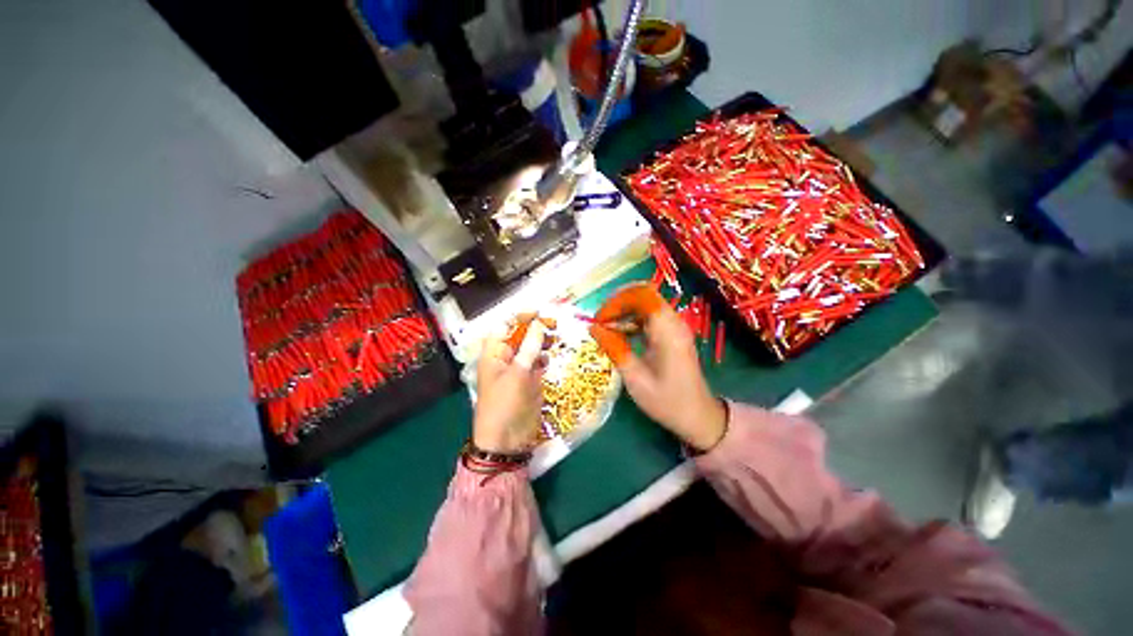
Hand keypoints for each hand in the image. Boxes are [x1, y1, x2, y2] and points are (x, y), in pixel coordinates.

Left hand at [473, 319, 546, 452]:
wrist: (507, 440)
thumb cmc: (505, 403)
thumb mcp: (518, 373)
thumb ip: (529, 347)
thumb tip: (538, 323)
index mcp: (494, 353)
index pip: (505, 326)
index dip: (520, 317)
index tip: (539, 312)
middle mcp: (505, 357)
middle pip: (520, 335)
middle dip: (535, 327)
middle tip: (554, 324)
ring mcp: (518, 369)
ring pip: (530, 348)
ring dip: (542, 341)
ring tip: (555, 337)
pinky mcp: (529, 380)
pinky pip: (537, 362)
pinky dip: (543, 357)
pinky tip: (549, 358)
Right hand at [589, 284, 726, 450]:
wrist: (697, 417)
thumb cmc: (667, 401)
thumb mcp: (635, 379)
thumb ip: (614, 349)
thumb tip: (592, 327)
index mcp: (668, 332)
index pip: (642, 295)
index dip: (617, 301)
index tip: (600, 319)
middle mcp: (673, 323)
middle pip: (643, 295)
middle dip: (617, 304)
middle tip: (600, 321)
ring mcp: (673, 327)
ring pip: (644, 304)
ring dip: (623, 312)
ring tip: (606, 329)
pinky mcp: (671, 334)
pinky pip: (648, 317)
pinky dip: (631, 320)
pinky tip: (619, 335)